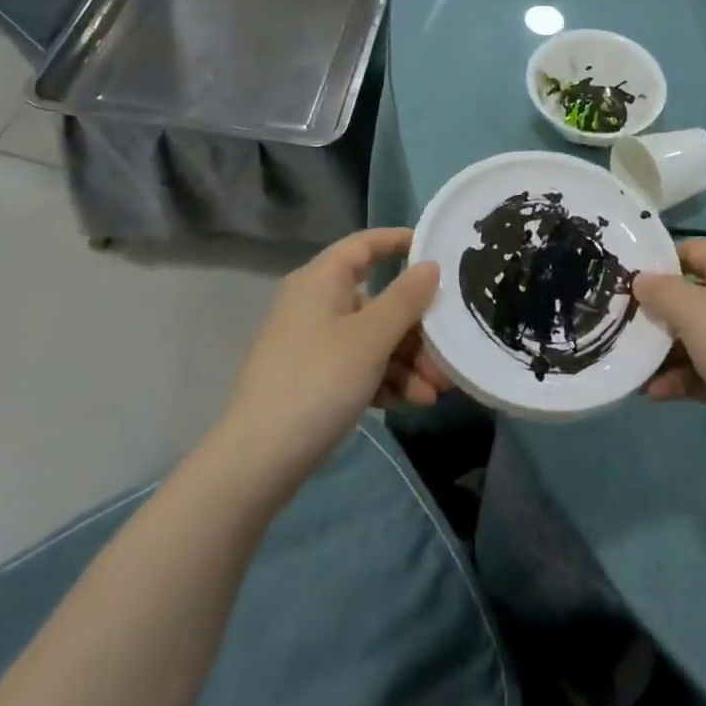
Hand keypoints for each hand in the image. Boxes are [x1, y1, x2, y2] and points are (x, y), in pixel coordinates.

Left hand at [218, 228, 446, 491]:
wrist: (256, 463)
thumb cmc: (318, 383)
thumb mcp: (371, 338)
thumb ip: (406, 298)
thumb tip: (430, 264)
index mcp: (322, 280)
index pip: (366, 244)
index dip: (401, 242)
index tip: (440, 252)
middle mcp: (316, 304)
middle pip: (379, 299)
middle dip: (418, 328)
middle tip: (449, 351)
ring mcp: (313, 343)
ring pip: (373, 338)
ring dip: (408, 361)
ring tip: (436, 392)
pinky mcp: (314, 378)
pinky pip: (359, 366)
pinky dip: (386, 379)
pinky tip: (411, 402)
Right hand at [634, 239, 705, 469]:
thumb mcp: (693, 311)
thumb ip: (661, 291)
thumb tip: (641, 279)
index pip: (695, 250)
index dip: (663, 260)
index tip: (630, 277)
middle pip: (689, 296)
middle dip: (656, 311)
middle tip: (621, 321)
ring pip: (692, 337)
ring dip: (661, 351)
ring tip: (630, 363)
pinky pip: (700, 371)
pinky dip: (677, 379)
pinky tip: (651, 393)